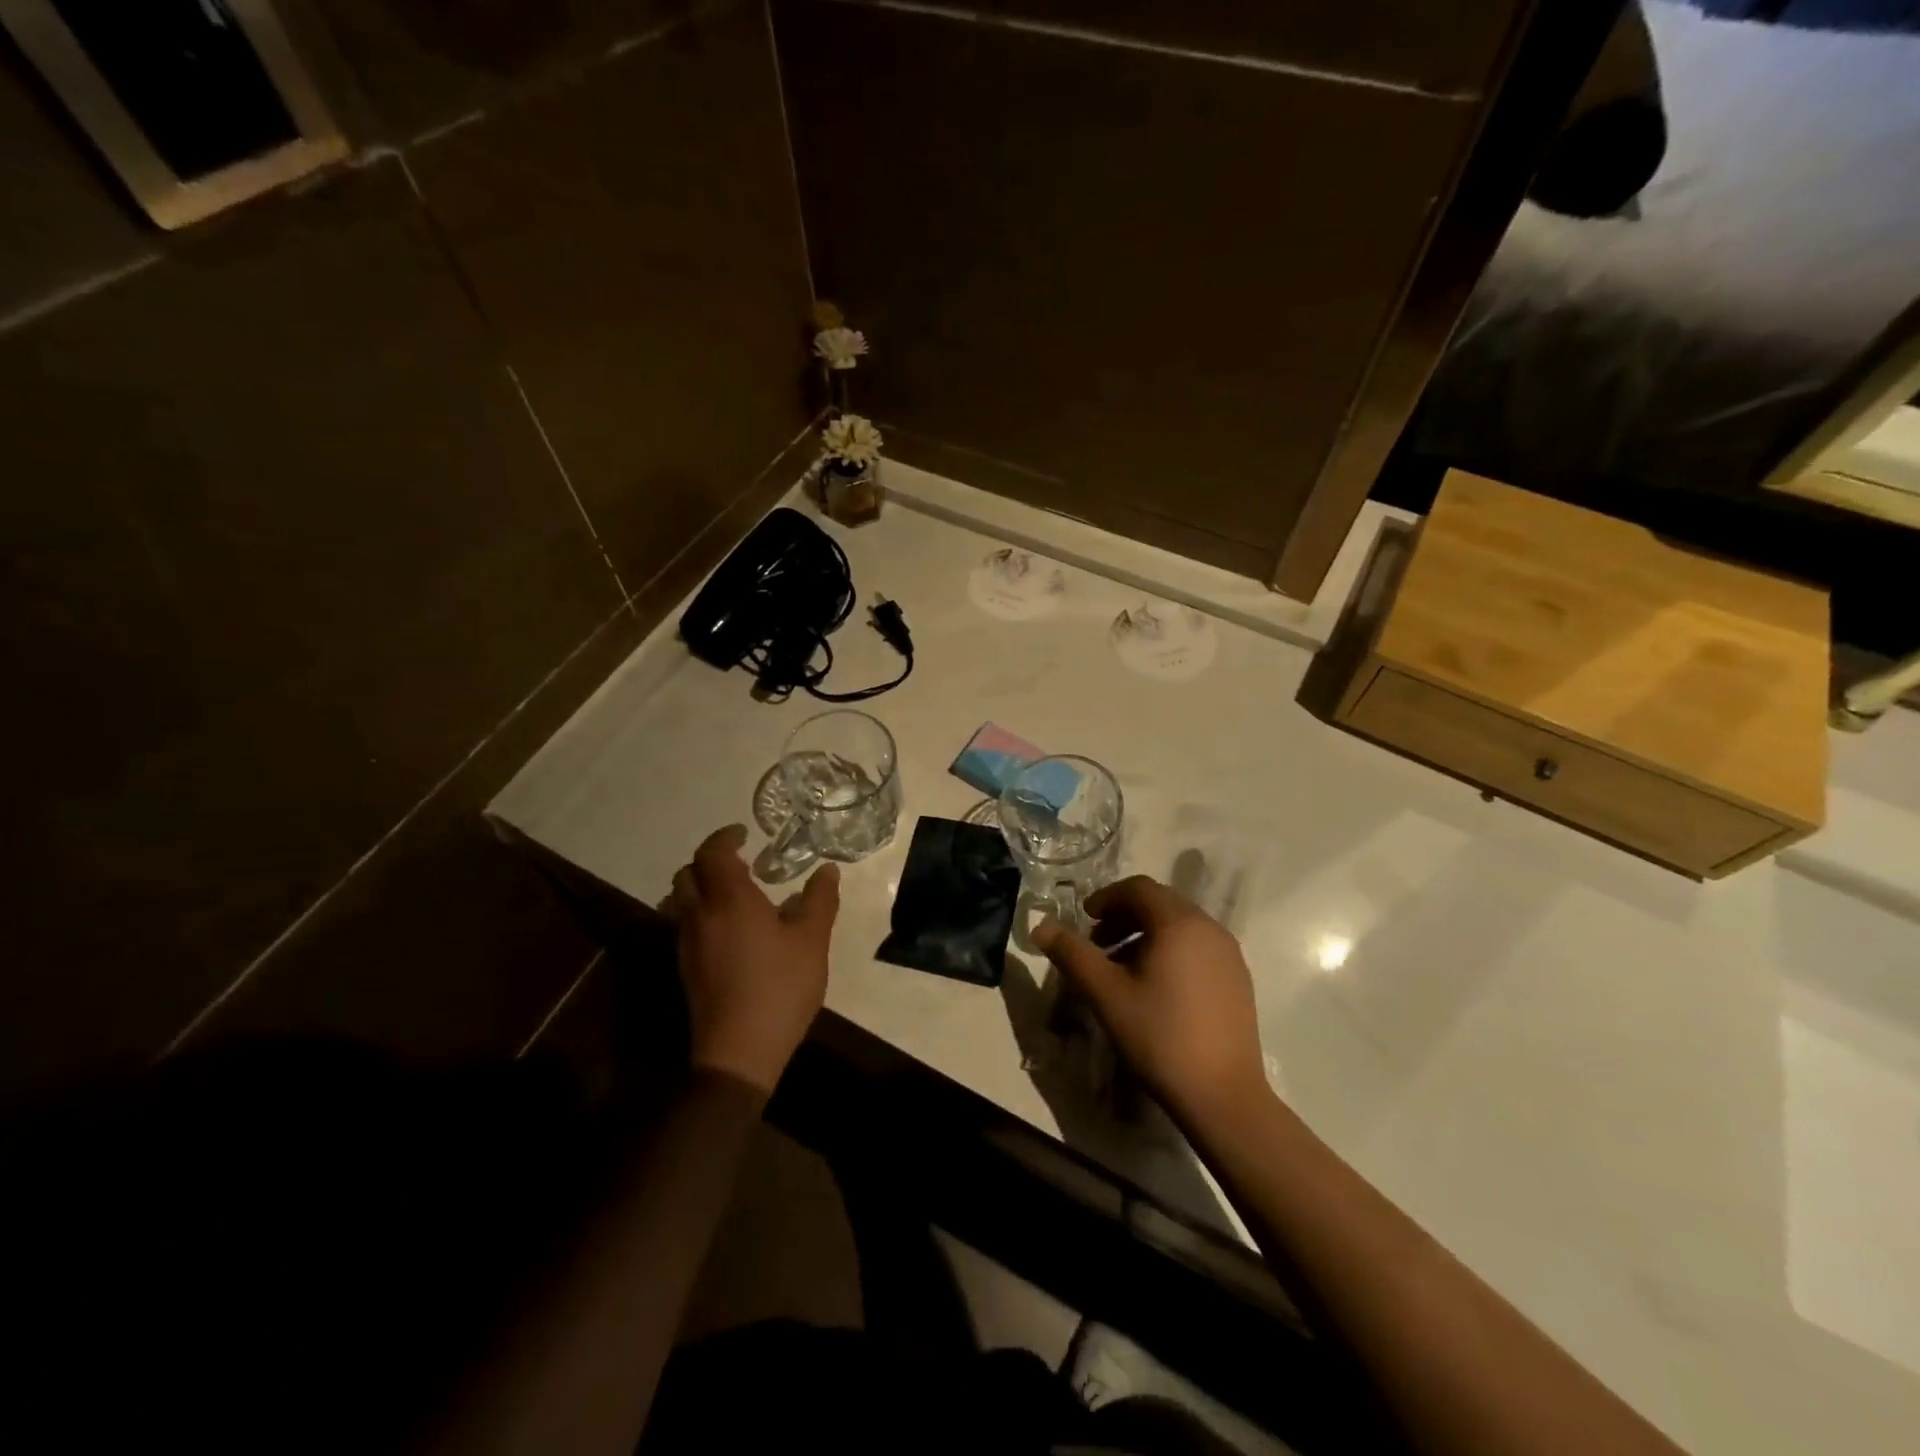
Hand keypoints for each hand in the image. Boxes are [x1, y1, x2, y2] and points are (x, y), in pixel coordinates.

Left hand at [663, 825, 839, 1095]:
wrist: (739, 1051)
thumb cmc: (780, 987)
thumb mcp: (812, 941)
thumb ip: (819, 901)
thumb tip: (827, 870)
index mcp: (730, 900)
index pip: (713, 853)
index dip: (725, 837)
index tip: (744, 833)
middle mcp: (700, 915)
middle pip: (688, 873)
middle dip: (709, 861)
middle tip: (740, 863)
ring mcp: (688, 944)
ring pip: (681, 900)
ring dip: (701, 887)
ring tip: (734, 895)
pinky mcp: (686, 969)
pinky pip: (685, 925)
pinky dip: (702, 913)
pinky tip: (731, 931)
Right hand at [1034, 876, 1268, 1127]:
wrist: (1223, 1095)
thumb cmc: (1160, 1037)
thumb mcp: (1106, 994)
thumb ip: (1072, 954)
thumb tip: (1040, 926)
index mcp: (1179, 923)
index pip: (1138, 888)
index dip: (1106, 898)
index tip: (1084, 921)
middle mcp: (1209, 928)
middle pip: (1160, 903)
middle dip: (1124, 916)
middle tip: (1097, 945)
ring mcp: (1229, 954)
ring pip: (1179, 926)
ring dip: (1146, 935)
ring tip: (1122, 969)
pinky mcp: (1238, 979)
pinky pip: (1197, 947)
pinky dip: (1170, 951)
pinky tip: (1155, 989)